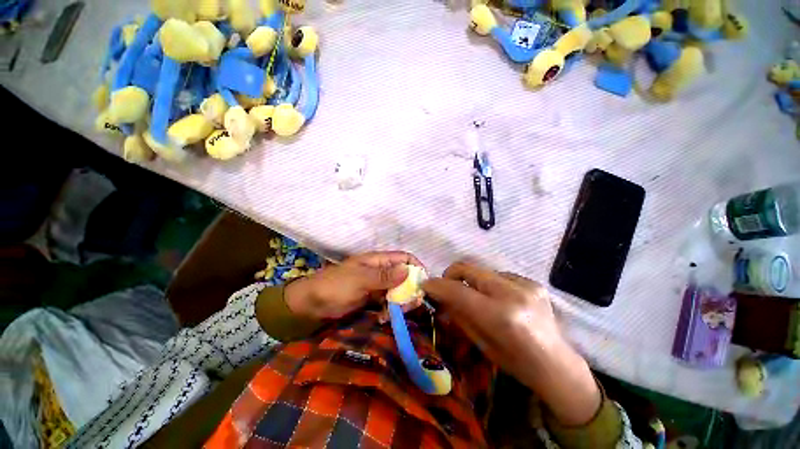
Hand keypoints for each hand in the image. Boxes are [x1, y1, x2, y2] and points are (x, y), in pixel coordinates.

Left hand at [285, 251, 422, 320]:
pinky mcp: (372, 299)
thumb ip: (384, 276)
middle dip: (410, 289)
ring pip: (398, 290)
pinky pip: (388, 302)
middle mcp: (380, 271)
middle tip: (410, 305)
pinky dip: (390, 310)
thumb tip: (408, 271)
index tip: (423, 283)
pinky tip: (384, 318)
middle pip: (404, 276)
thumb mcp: (360, 279)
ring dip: (400, 302)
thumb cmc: (335, 286)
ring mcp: (376, 285)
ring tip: (395, 314)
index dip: (416, 267)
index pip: (404, 258)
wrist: (312, 304)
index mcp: (378, 261)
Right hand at [423, 262, 600, 425]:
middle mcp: (513, 294)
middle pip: (469, 269)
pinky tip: (495, 298)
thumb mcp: (481, 343)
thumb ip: (458, 315)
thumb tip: (439, 297)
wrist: (557, 365)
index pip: (458, 291)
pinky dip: (488, 283)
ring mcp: (525, 284)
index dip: (438, 285)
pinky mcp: (532, 281)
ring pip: (481, 271)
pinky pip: (498, 275)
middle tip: (445, 287)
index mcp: (500, 316)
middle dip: (450, 275)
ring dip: (470, 280)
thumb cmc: (516, 363)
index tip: (425, 285)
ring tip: (472, 296)